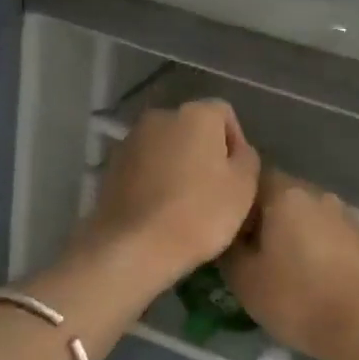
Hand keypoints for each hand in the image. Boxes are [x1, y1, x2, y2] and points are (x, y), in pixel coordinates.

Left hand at [78, 100, 259, 285]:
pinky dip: (155, 180)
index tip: (238, 176)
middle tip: (215, 191)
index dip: (236, 143)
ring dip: (178, 166)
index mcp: (196, 114)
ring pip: (166, 148)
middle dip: (204, 153)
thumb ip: (247, 158)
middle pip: (192, 129)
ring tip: (185, 204)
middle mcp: (160, 116)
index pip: (224, 114)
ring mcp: (130, 140)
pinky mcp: (111, 166)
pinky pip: (144, 167)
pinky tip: (160, 210)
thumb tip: (237, 151)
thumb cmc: (199, 213)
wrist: (133, 246)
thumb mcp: (244, 187)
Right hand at [222, 172, 358, 359]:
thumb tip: (231, 236)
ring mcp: (351, 218)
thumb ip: (231, 249)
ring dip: (302, 236)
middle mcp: (321, 196)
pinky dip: (328, 253)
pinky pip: (340, 240)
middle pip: (287, 198)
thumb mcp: (244, 280)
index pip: (255, 180)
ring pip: (315, 219)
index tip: (234, 231)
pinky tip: (324, 282)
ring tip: (293, 271)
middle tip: (259, 254)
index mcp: (286, 196)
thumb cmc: (296, 299)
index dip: (241, 203)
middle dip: (272, 220)